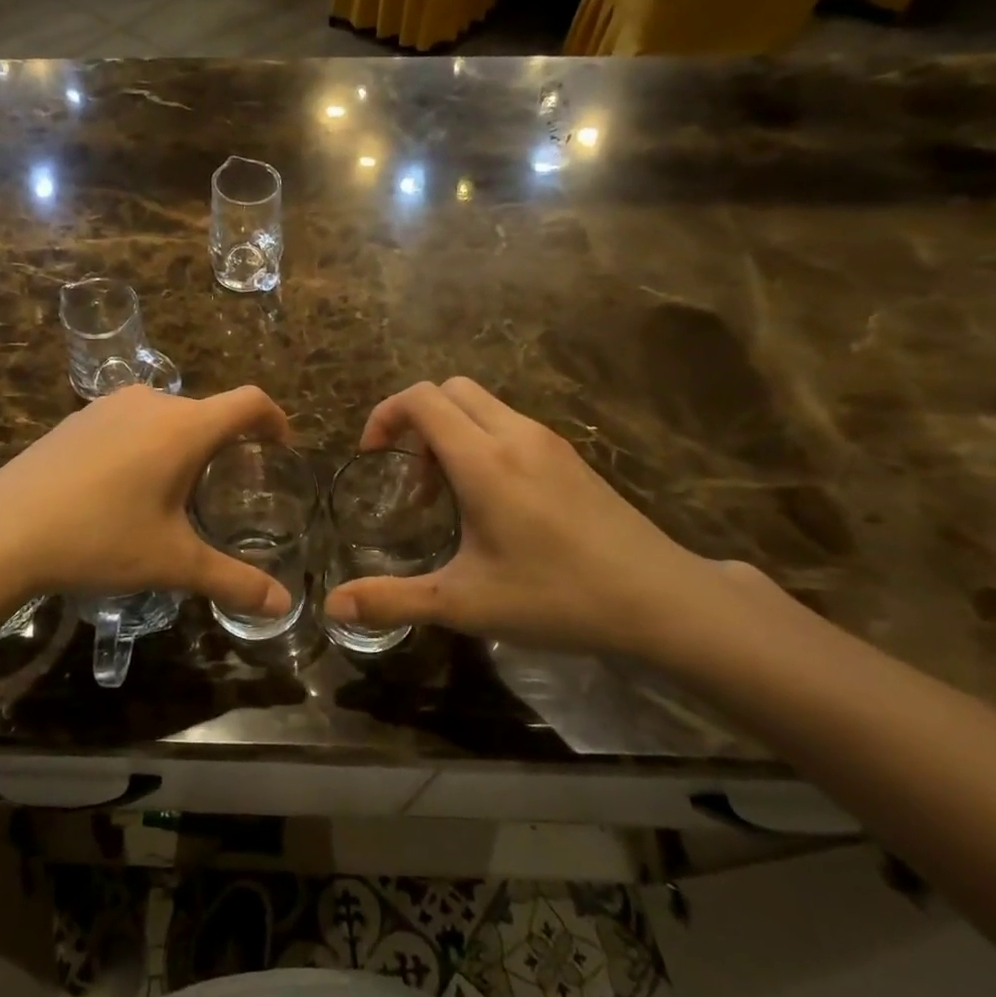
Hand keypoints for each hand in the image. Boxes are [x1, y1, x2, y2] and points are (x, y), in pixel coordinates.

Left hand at [0, 385, 296, 623]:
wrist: (2, 531)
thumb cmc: (100, 538)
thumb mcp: (173, 562)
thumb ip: (233, 580)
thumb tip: (283, 604)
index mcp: (185, 427)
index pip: (249, 402)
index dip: (275, 418)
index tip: (282, 445)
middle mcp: (151, 402)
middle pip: (207, 411)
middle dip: (225, 442)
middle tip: (226, 488)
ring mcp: (109, 405)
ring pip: (166, 416)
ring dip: (183, 443)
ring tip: (176, 491)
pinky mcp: (78, 418)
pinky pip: (130, 421)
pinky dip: (146, 443)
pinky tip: (125, 487)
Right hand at [325, 378, 719, 654]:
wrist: (662, 600)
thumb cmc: (556, 596)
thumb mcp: (465, 603)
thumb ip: (393, 600)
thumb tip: (333, 606)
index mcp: (483, 459)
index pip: (421, 398)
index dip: (385, 416)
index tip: (372, 457)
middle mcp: (514, 434)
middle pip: (449, 390)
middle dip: (415, 420)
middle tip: (410, 477)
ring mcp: (547, 441)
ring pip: (481, 406)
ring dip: (449, 433)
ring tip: (448, 496)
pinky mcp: (570, 456)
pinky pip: (508, 424)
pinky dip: (481, 442)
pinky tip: (492, 502)